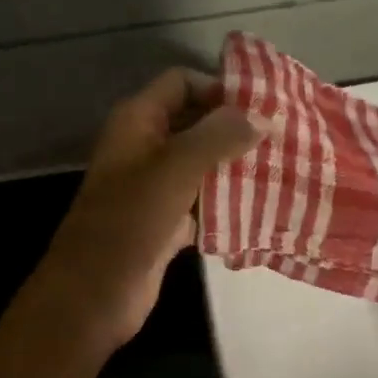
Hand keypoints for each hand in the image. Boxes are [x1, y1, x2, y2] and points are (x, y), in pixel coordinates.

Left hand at [31, 69, 262, 354]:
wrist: (94, 294)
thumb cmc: (129, 222)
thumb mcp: (175, 169)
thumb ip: (219, 136)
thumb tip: (264, 116)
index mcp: (137, 122)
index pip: (181, 83)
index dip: (219, 87)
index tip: (264, 105)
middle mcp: (145, 147)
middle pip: (195, 123)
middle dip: (235, 128)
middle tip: (283, 137)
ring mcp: (155, 187)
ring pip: (202, 165)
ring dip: (236, 166)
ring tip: (282, 168)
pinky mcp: (166, 223)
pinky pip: (203, 202)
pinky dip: (228, 203)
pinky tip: (263, 206)